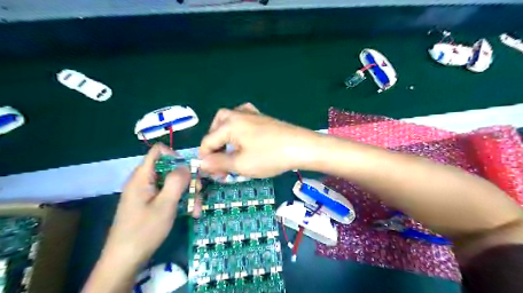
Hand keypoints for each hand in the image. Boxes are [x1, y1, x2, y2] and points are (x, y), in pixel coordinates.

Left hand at [103, 143, 190, 266]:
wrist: (125, 260)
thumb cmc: (144, 230)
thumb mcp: (165, 204)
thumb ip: (176, 181)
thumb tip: (186, 165)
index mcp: (143, 177)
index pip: (158, 151)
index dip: (175, 155)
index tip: (189, 169)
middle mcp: (145, 181)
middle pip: (170, 169)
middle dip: (187, 180)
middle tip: (198, 192)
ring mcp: (148, 193)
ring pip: (173, 184)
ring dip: (187, 194)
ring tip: (195, 209)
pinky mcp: (151, 204)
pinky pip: (169, 195)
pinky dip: (181, 201)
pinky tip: (190, 213)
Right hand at [200, 102, 318, 176]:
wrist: (301, 147)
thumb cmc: (269, 156)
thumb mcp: (241, 164)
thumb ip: (218, 162)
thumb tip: (202, 163)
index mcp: (228, 124)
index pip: (207, 142)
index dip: (207, 159)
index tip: (214, 174)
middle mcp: (237, 114)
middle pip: (216, 127)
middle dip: (215, 145)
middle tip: (221, 161)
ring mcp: (251, 113)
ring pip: (228, 120)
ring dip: (224, 135)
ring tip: (229, 149)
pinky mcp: (262, 117)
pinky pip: (243, 118)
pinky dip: (238, 127)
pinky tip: (243, 136)